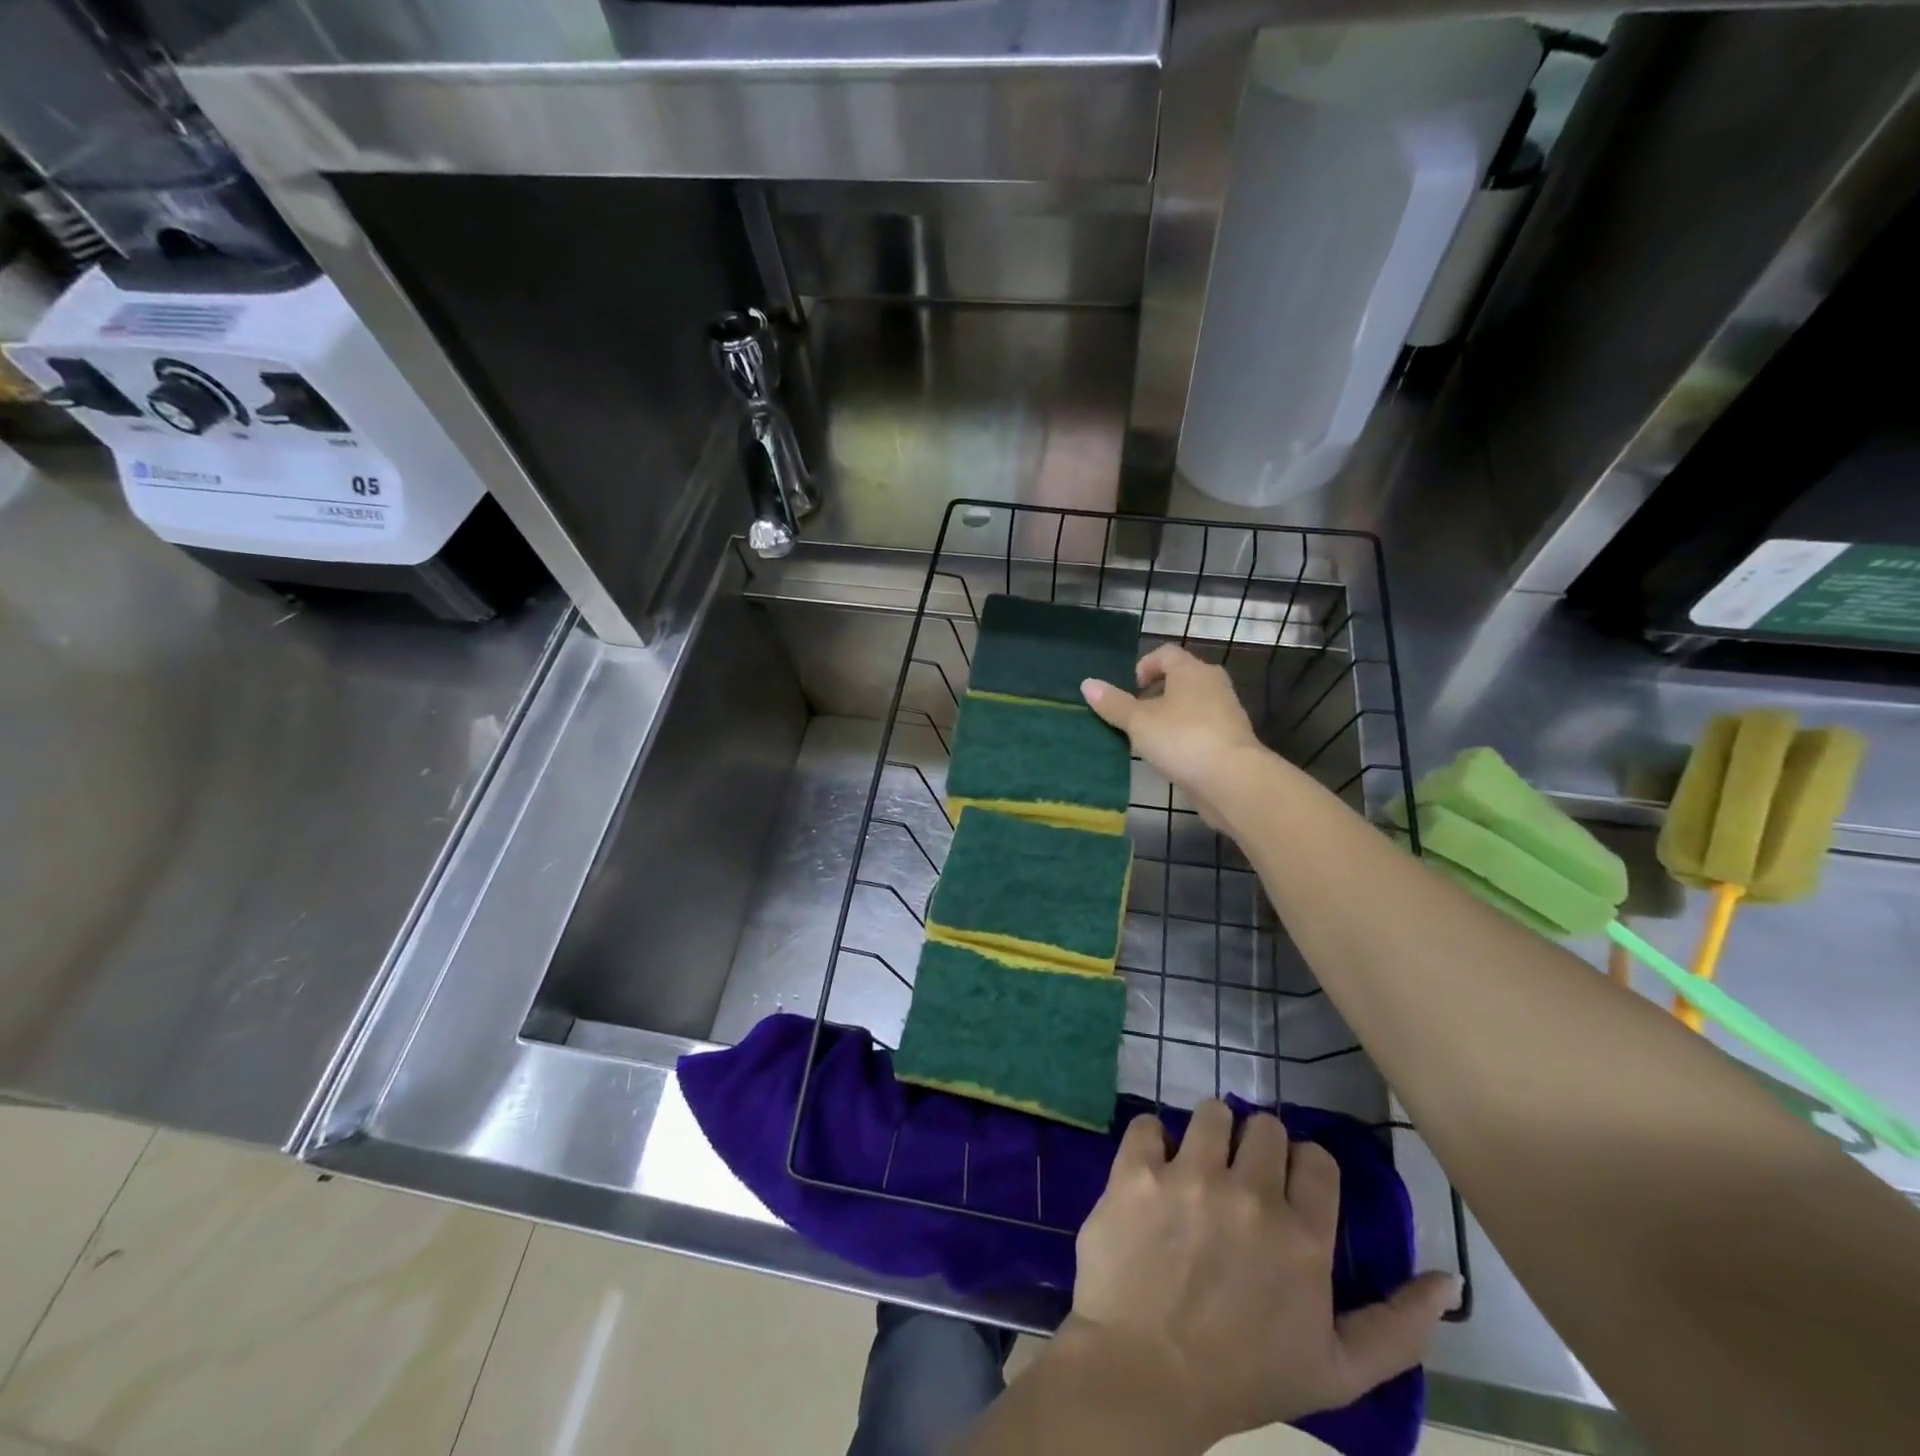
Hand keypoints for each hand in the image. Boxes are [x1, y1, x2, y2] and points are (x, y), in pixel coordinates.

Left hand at [1062, 1102, 1457, 1445]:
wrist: (1144, 1376)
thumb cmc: (1243, 1378)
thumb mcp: (1338, 1371)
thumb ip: (1399, 1327)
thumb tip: (1447, 1279)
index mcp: (1302, 1238)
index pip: (1318, 1159)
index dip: (1305, 1169)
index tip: (1288, 1189)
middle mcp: (1249, 1194)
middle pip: (1266, 1125)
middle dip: (1258, 1148)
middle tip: (1241, 1180)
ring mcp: (1189, 1176)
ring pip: (1212, 1112)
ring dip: (1209, 1134)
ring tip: (1199, 1168)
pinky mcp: (1136, 1170)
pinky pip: (1149, 1123)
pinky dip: (1151, 1141)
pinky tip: (1153, 1170)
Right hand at [1082, 644, 1264, 823]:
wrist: (1232, 779)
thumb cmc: (1182, 739)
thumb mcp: (1139, 722)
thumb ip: (1113, 703)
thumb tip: (1087, 683)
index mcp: (1191, 670)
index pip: (1166, 653)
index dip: (1145, 665)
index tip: (1132, 689)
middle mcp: (1213, 684)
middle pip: (1181, 678)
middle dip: (1157, 692)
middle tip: (1136, 714)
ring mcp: (1226, 712)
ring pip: (1193, 705)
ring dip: (1171, 716)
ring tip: (1150, 738)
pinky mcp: (1231, 739)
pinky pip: (1202, 728)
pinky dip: (1185, 736)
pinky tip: (1171, 757)